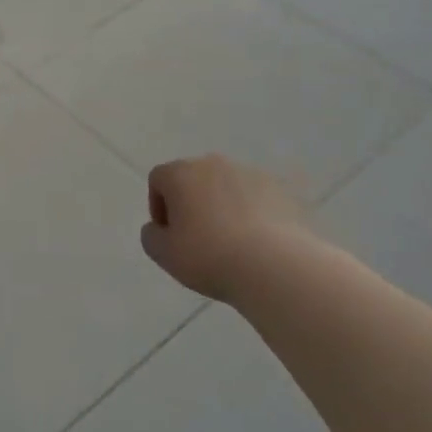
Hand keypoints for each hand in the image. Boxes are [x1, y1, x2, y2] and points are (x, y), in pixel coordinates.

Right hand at [142, 156, 308, 302]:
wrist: (276, 267)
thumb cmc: (209, 257)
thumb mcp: (163, 254)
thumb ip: (151, 235)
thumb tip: (159, 228)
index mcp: (180, 173)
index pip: (158, 180)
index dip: (158, 207)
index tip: (169, 235)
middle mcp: (213, 164)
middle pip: (193, 179)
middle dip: (191, 203)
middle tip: (197, 238)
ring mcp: (250, 174)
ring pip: (226, 187)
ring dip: (222, 206)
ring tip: (231, 242)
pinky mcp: (281, 191)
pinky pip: (256, 199)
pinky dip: (252, 214)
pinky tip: (257, 243)